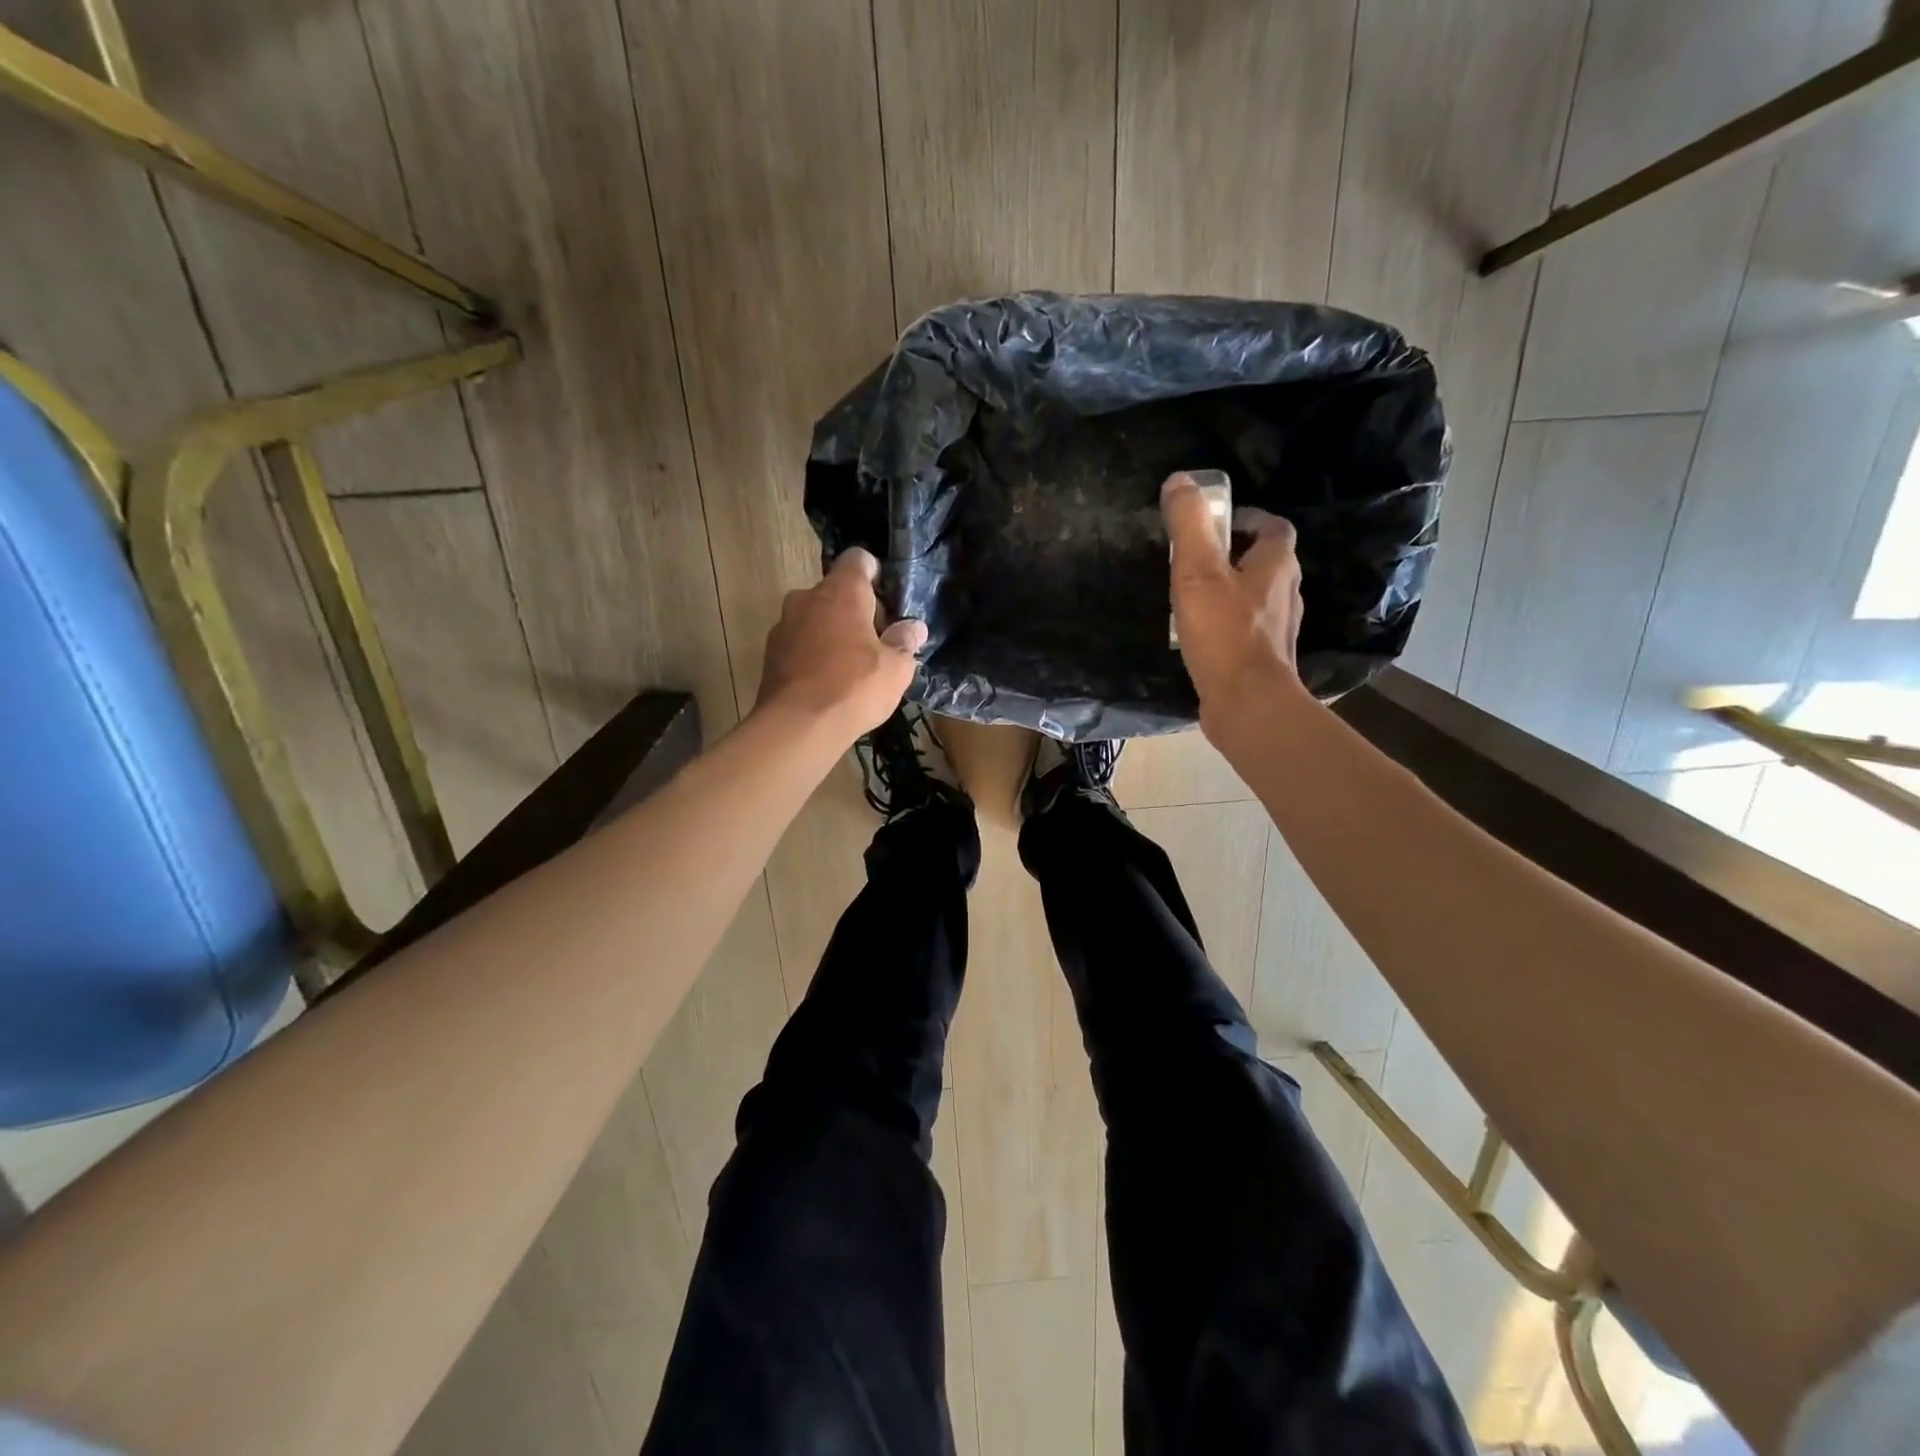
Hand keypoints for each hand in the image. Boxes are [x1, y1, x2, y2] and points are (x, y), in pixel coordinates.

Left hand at [757, 549, 926, 736]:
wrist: (797, 727)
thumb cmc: (854, 687)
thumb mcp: (896, 668)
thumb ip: (905, 642)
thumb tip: (913, 628)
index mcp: (841, 591)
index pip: (858, 560)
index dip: (875, 574)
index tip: (888, 601)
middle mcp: (807, 597)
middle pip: (836, 591)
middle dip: (856, 610)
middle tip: (877, 642)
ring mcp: (783, 625)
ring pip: (815, 618)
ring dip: (833, 632)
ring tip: (851, 666)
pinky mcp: (770, 654)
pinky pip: (800, 643)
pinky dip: (813, 654)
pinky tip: (828, 682)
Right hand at [1163, 472, 1305, 733]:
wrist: (1247, 703)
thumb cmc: (1225, 633)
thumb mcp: (1197, 572)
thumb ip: (1189, 525)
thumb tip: (1180, 480)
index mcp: (1277, 564)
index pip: (1273, 527)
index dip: (1247, 519)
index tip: (1214, 525)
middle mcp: (1287, 592)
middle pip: (1265, 561)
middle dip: (1234, 556)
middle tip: (1195, 560)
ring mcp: (1279, 628)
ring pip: (1256, 597)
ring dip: (1231, 591)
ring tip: (1193, 597)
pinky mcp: (1265, 658)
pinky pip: (1246, 629)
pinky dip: (1228, 624)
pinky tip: (1201, 636)